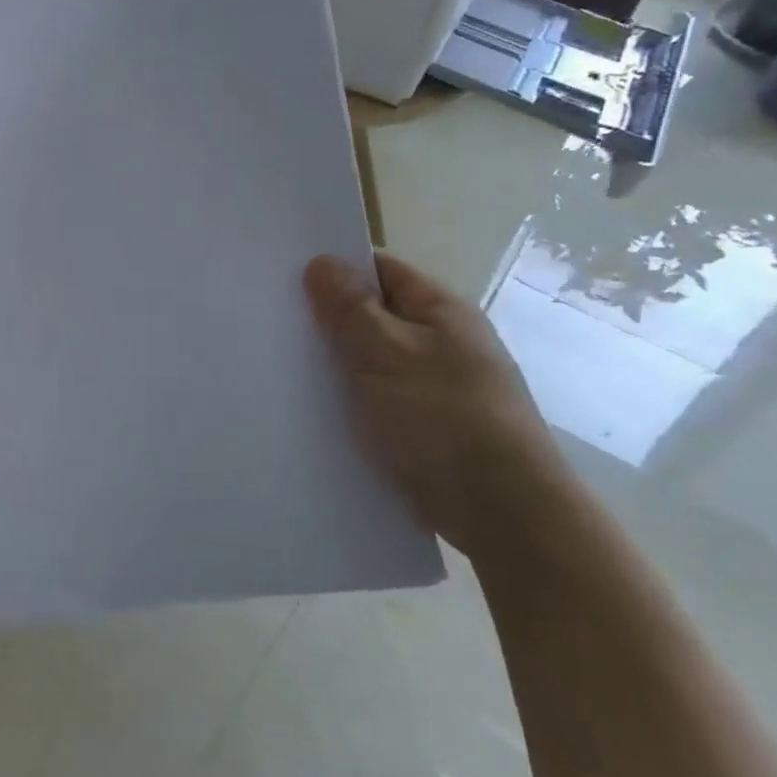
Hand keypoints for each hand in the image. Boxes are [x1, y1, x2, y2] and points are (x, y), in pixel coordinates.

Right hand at [304, 251, 568, 559]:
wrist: (504, 516)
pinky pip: (376, 400)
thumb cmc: (443, 419)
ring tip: (280, 366)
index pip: (380, 269)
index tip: (283, 276)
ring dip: (335, 364)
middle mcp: (441, 342)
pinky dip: (348, 401)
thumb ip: (350, 308)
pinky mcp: (426, 428)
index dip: (334, 268)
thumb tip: (322, 261)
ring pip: (371, 361)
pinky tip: (312, 411)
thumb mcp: (387, 353)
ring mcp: (435, 387)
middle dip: (327, 319)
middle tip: (272, 323)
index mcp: (440, 311)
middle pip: (372, 315)